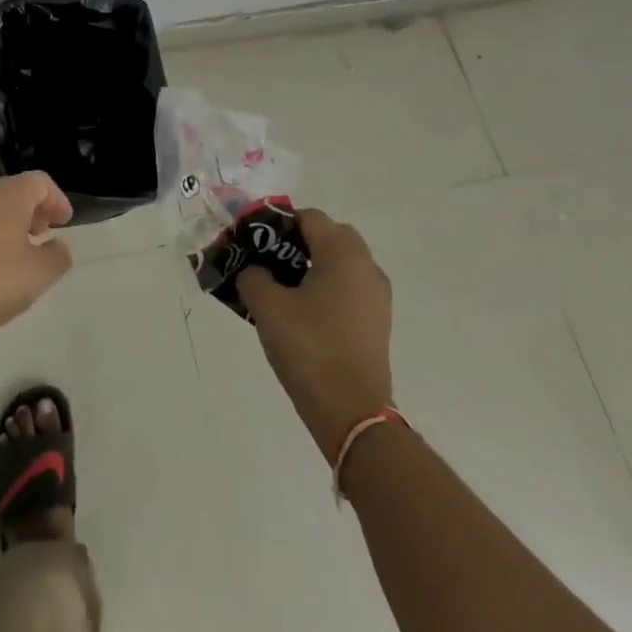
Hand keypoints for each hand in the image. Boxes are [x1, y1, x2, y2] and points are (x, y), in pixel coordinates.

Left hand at [0, 173, 74, 349]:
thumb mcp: (40, 275)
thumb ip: (58, 256)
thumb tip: (56, 246)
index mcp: (9, 194)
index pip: (40, 182)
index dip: (57, 199)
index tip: (65, 223)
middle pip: (14, 190)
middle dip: (33, 210)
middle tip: (43, 234)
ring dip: (8, 222)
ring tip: (16, 252)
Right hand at [237, 209, 392, 457]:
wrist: (352, 414)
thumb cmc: (309, 349)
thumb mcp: (267, 307)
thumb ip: (253, 276)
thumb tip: (254, 270)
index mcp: (343, 254)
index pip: (309, 217)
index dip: (278, 223)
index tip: (254, 241)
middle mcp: (366, 267)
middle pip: (329, 236)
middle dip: (298, 242)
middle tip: (269, 261)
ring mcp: (377, 296)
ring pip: (341, 263)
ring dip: (313, 265)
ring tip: (282, 289)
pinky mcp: (377, 322)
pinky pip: (349, 287)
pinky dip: (327, 288)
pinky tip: (303, 313)